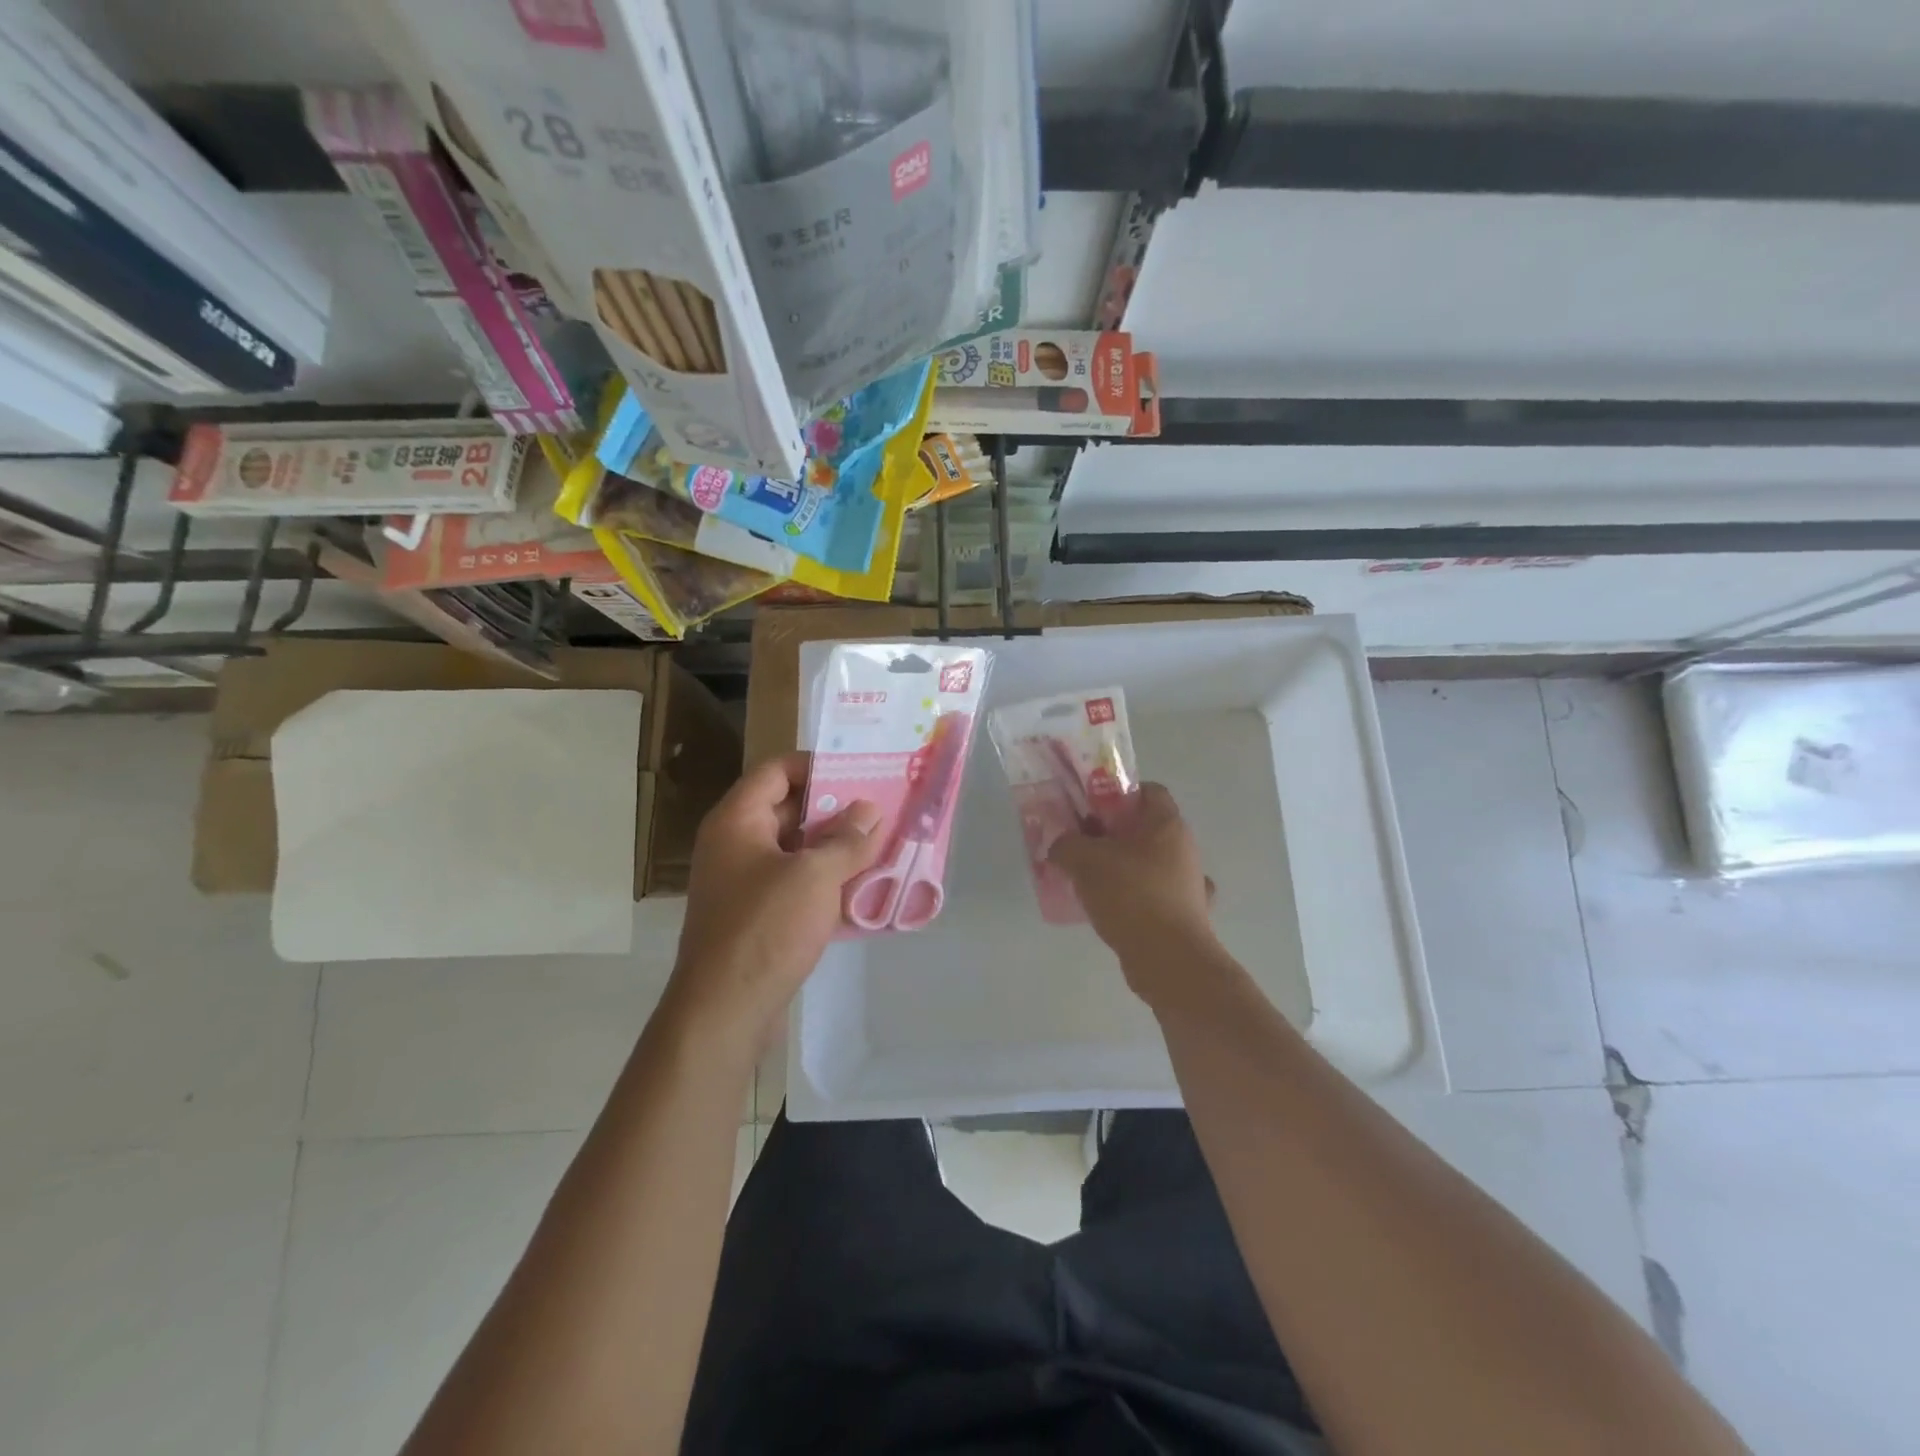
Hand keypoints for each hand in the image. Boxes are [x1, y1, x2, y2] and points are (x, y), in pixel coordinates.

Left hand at [667, 752, 883, 1052]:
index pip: (777, 771)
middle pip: (789, 810)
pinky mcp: (758, 916)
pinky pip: (797, 885)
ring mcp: (745, 883)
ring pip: (797, 851)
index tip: (860, 772)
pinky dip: (827, 883)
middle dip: (837, 810)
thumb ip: (847, 839)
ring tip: (884, 845)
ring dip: (837, 849)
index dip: (817, 766)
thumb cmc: (766, 928)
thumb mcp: (814, 876)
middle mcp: (736, 844)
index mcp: (737, 821)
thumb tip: (871, 810)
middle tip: (882, 808)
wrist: (725, 1011)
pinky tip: (866, 890)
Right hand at [1049, 783, 1219, 1005]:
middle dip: (1112, 834)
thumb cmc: (1131, 895)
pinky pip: (1155, 896)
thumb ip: (1066, 844)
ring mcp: (1189, 884)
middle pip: (1146, 828)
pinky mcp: (1186, 916)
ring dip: (1123, 868)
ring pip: (1150, 864)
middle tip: (1081, 844)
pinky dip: (1135, 899)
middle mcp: (1185, 849)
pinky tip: (1112, 910)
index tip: (1090, 809)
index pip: (1148, 790)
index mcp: (1167, 824)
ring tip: (1089, 880)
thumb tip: (1060, 846)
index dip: (1118, 793)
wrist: (1169, 960)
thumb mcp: (1084, 860)